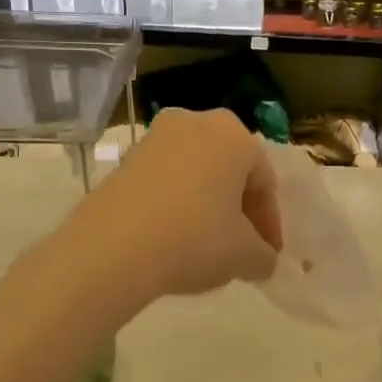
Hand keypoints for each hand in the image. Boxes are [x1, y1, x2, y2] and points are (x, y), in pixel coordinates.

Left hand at [65, 109, 281, 308]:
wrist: (111, 248)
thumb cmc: (194, 239)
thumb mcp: (245, 256)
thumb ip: (264, 256)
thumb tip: (261, 259)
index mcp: (233, 134)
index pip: (264, 182)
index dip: (269, 224)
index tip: (268, 255)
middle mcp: (195, 122)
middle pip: (229, 172)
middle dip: (238, 210)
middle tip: (241, 248)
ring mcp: (154, 138)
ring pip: (196, 175)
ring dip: (207, 207)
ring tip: (207, 247)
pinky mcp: (124, 160)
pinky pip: (165, 182)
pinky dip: (176, 206)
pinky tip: (173, 239)